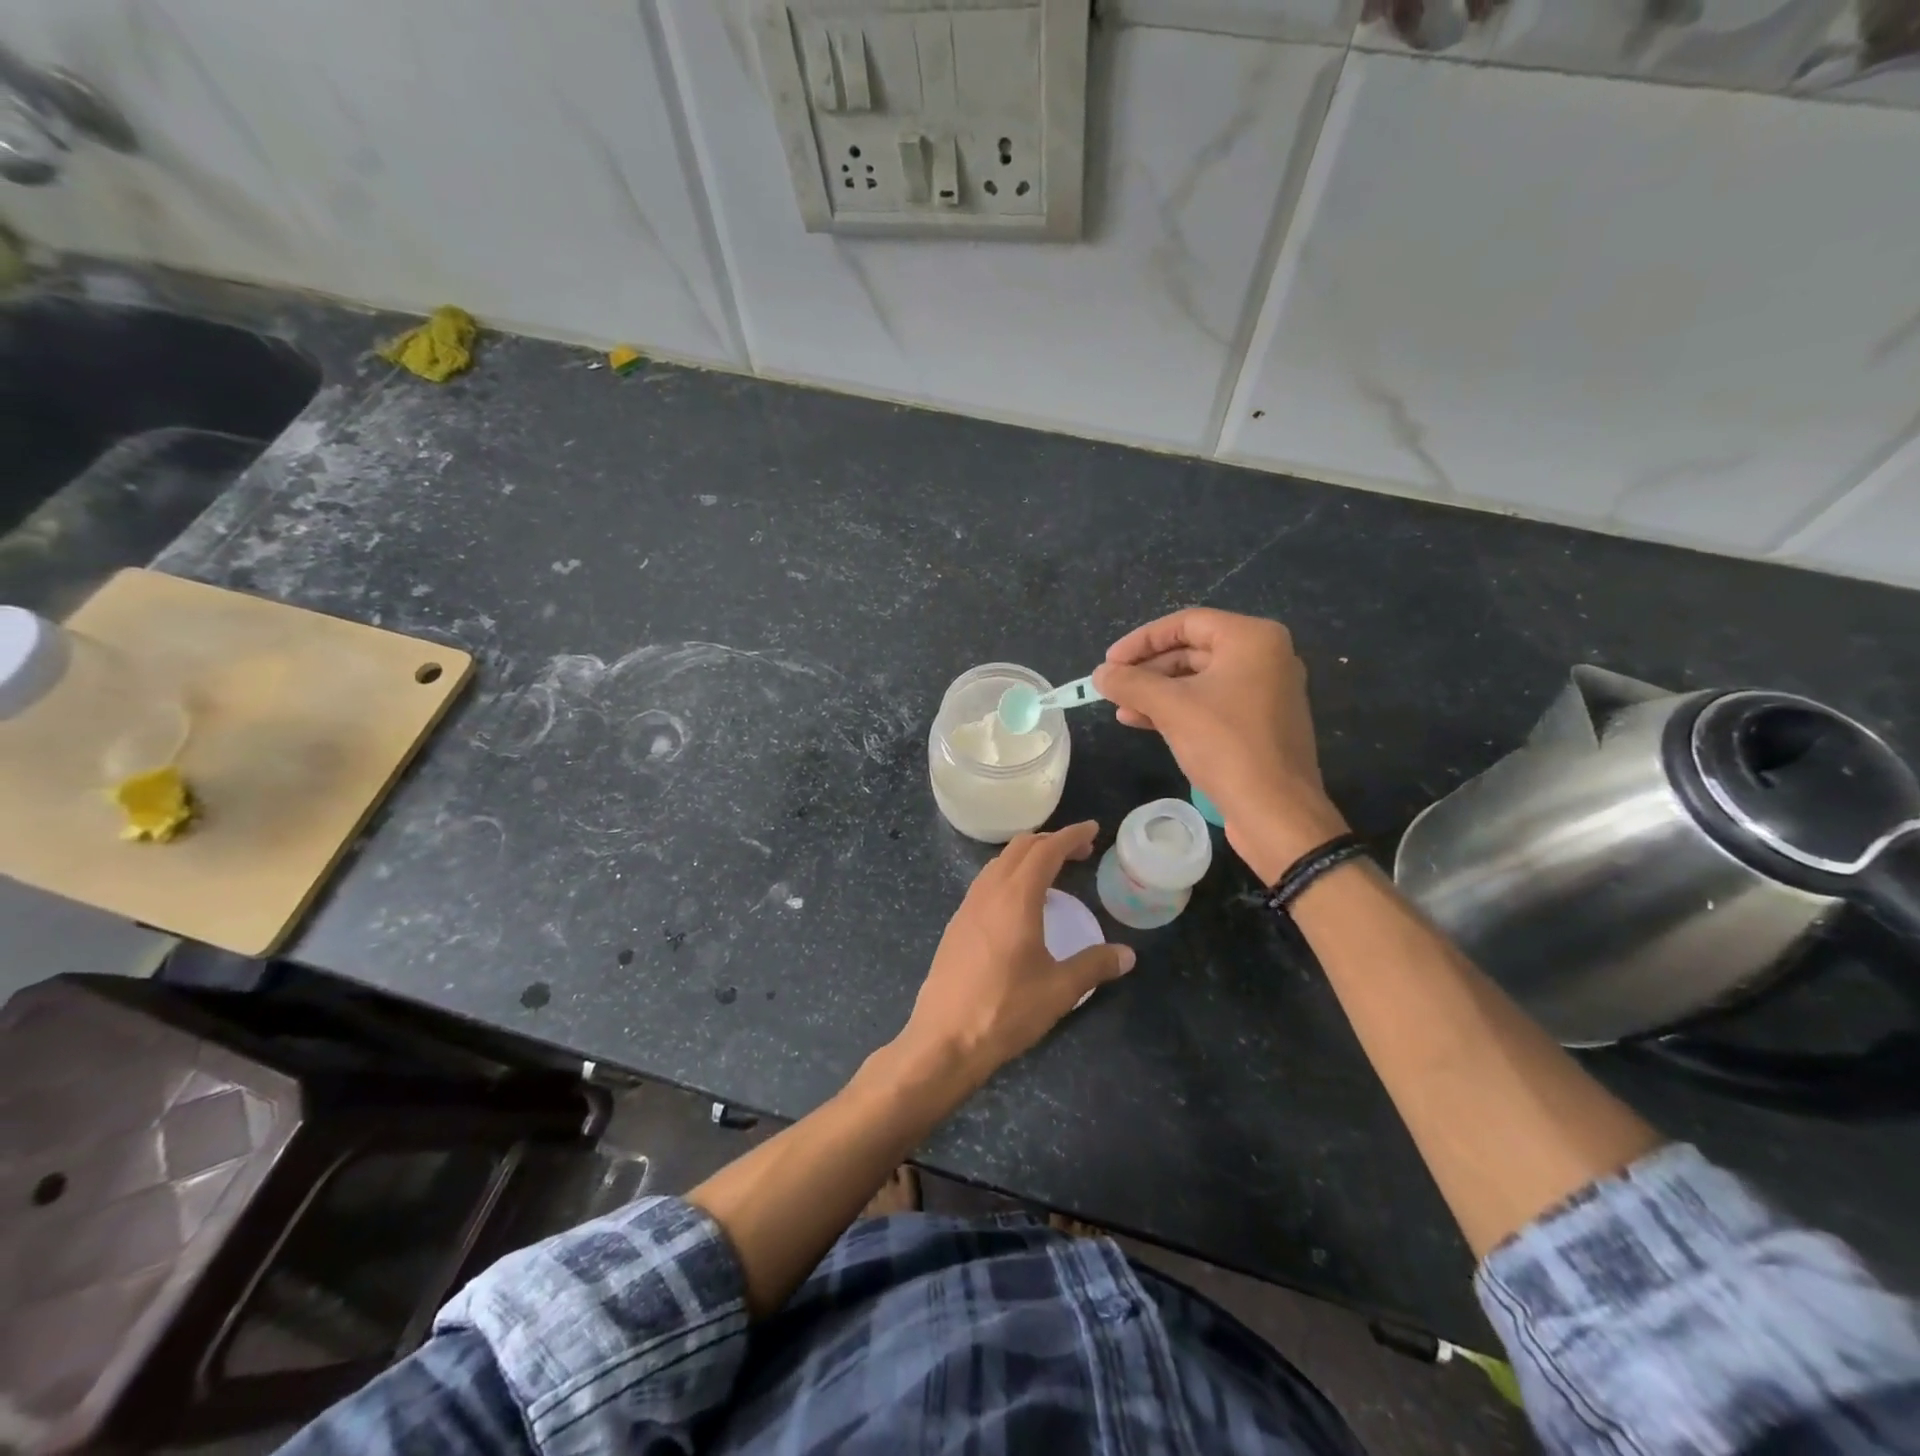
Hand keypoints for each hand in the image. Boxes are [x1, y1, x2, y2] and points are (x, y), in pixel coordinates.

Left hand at [897, 821, 1133, 1083]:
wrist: (944, 1039)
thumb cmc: (1005, 1010)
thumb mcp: (1059, 990)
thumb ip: (1094, 966)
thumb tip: (1127, 955)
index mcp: (1015, 897)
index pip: (1046, 850)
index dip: (1071, 836)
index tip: (1093, 830)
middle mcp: (988, 892)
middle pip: (1020, 848)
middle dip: (1051, 841)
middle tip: (1080, 852)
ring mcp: (967, 907)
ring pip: (999, 863)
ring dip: (1027, 857)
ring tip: (1052, 871)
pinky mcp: (956, 925)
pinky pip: (986, 883)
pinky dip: (1009, 875)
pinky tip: (1020, 902)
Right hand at [1093, 609, 1348, 883]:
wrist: (1275, 811)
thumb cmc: (1226, 745)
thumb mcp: (1171, 707)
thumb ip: (1131, 683)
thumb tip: (1099, 674)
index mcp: (1252, 639)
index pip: (1186, 622)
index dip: (1142, 640)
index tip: (1110, 661)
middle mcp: (1265, 657)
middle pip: (1192, 650)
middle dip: (1148, 669)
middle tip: (1112, 685)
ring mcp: (1265, 692)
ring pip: (1198, 680)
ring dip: (1156, 692)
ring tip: (1120, 707)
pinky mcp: (1259, 724)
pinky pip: (1211, 704)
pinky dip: (1177, 709)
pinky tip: (1141, 721)